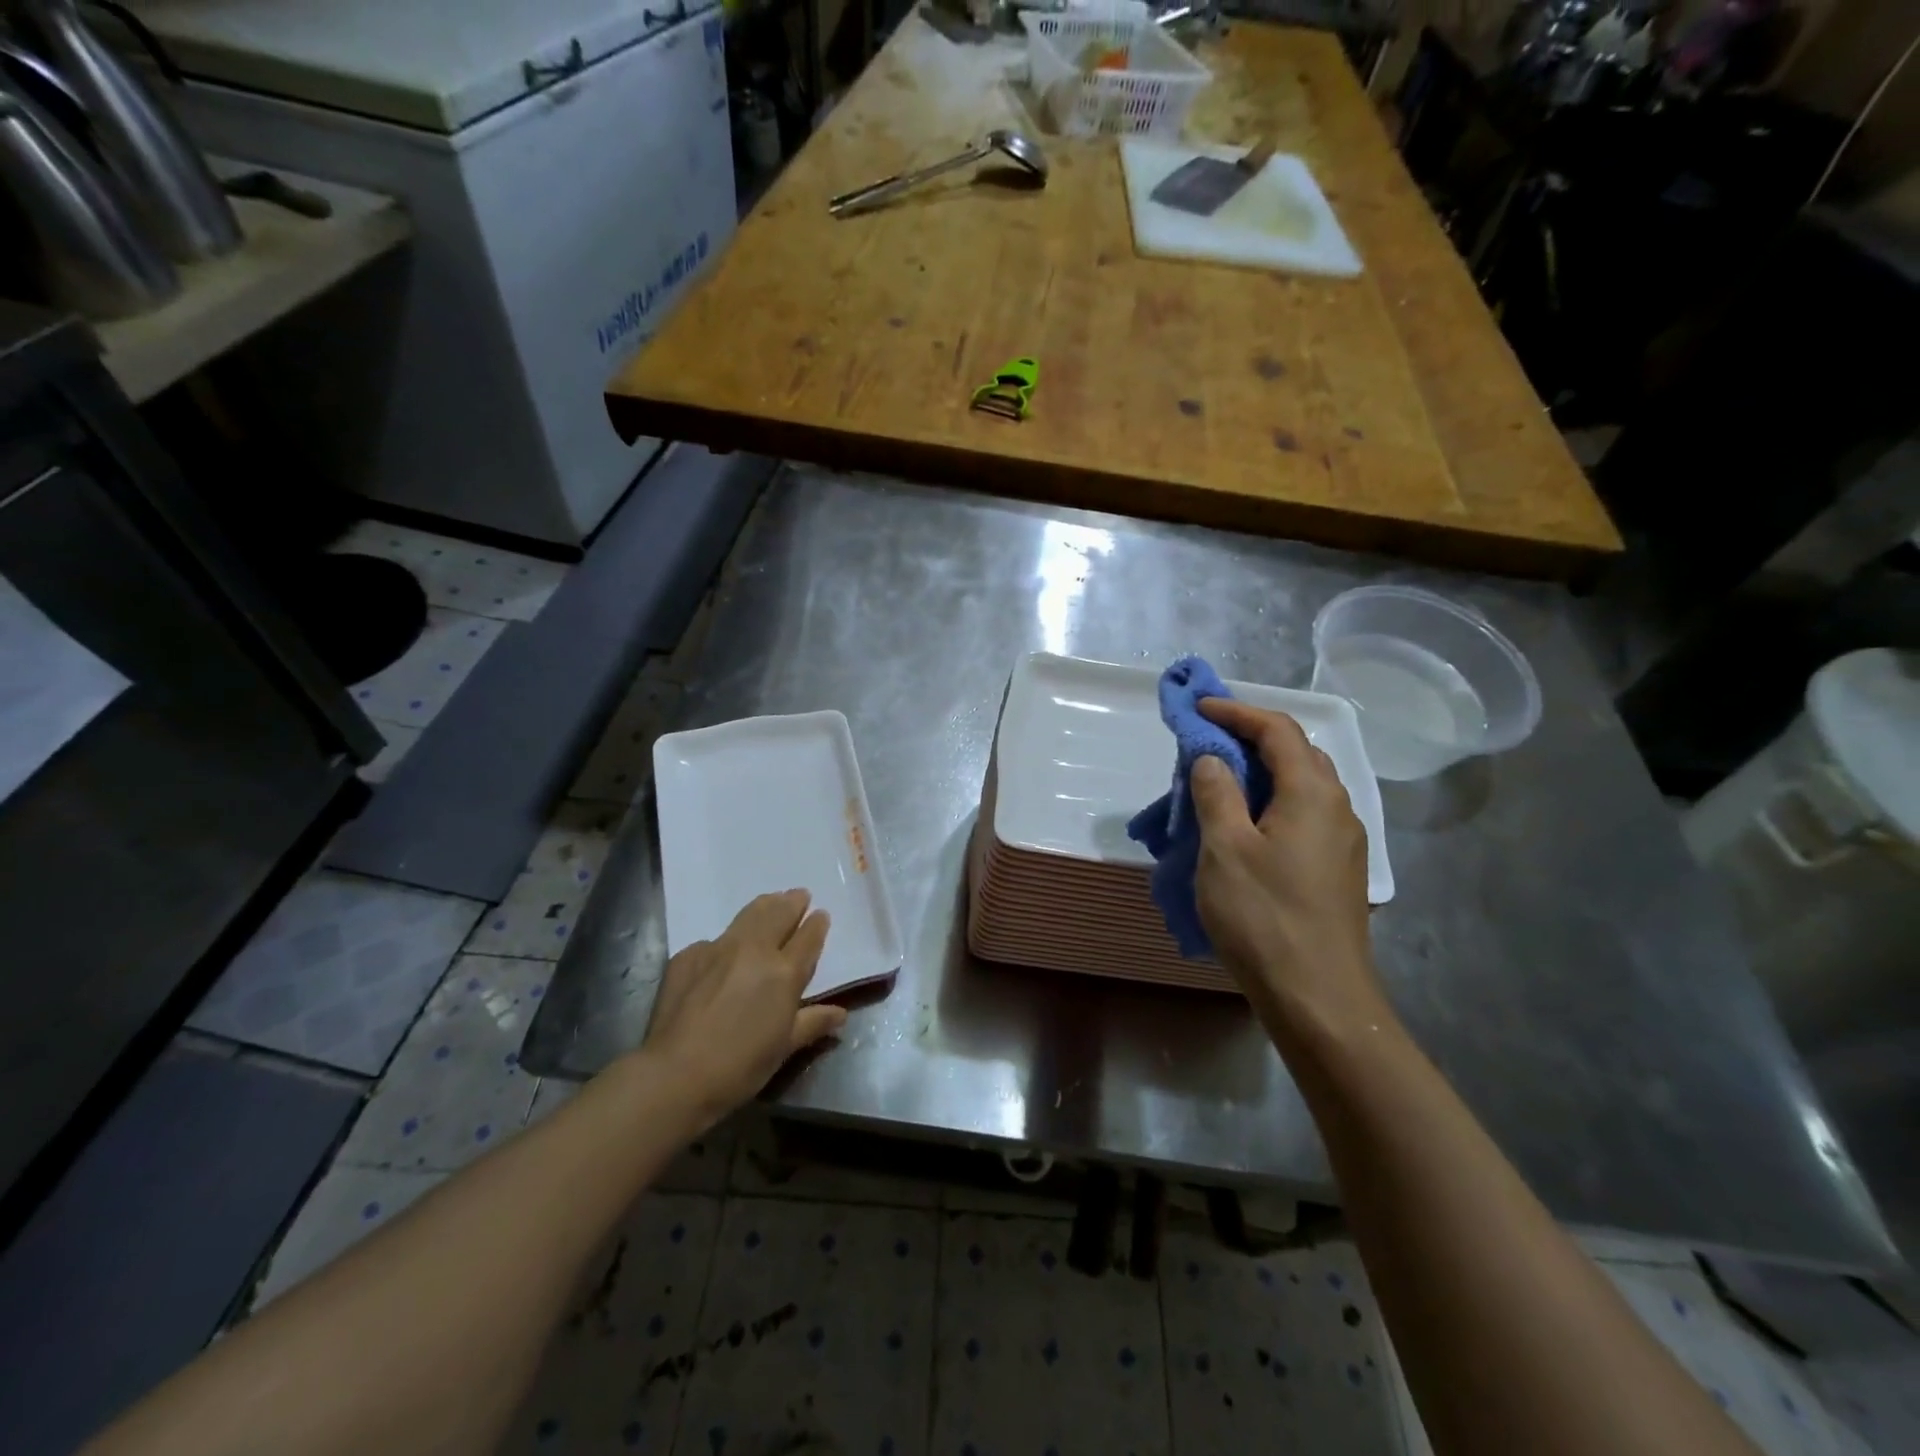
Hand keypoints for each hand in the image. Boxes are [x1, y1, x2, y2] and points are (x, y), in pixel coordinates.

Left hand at [642, 890, 846, 1126]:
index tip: (821, 914)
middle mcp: (755, 950)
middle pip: (779, 914)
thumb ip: (812, 1023)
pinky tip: (725, 950)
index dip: (817, 925)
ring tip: (771, 901)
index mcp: (784, 972)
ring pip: (748, 915)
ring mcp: (719, 948)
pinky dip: (727, 940)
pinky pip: (714, 940)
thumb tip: (841, 1014)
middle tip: (799, 895)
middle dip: (792, 903)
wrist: (675, 1074)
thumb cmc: (740, 1067)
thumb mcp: (784, 1048)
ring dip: (765, 906)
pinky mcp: (688, 956)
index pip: (808, 938)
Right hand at [1189, 699, 1391, 1047]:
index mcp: (1312, 793)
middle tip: (1208, 741)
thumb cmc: (1265, 917)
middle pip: (1297, 752)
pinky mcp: (1337, 869)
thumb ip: (1216, 794)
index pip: (1278, 730)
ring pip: (1302, 786)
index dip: (1236, 712)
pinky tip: (1245, 826)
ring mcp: (1343, 841)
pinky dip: (1272, 802)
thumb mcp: (1224, 849)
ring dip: (1262, 771)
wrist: (1319, 997)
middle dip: (1252, 737)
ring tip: (1221, 781)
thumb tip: (1211, 758)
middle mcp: (1337, 807)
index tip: (1198, 709)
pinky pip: (1303, 815)